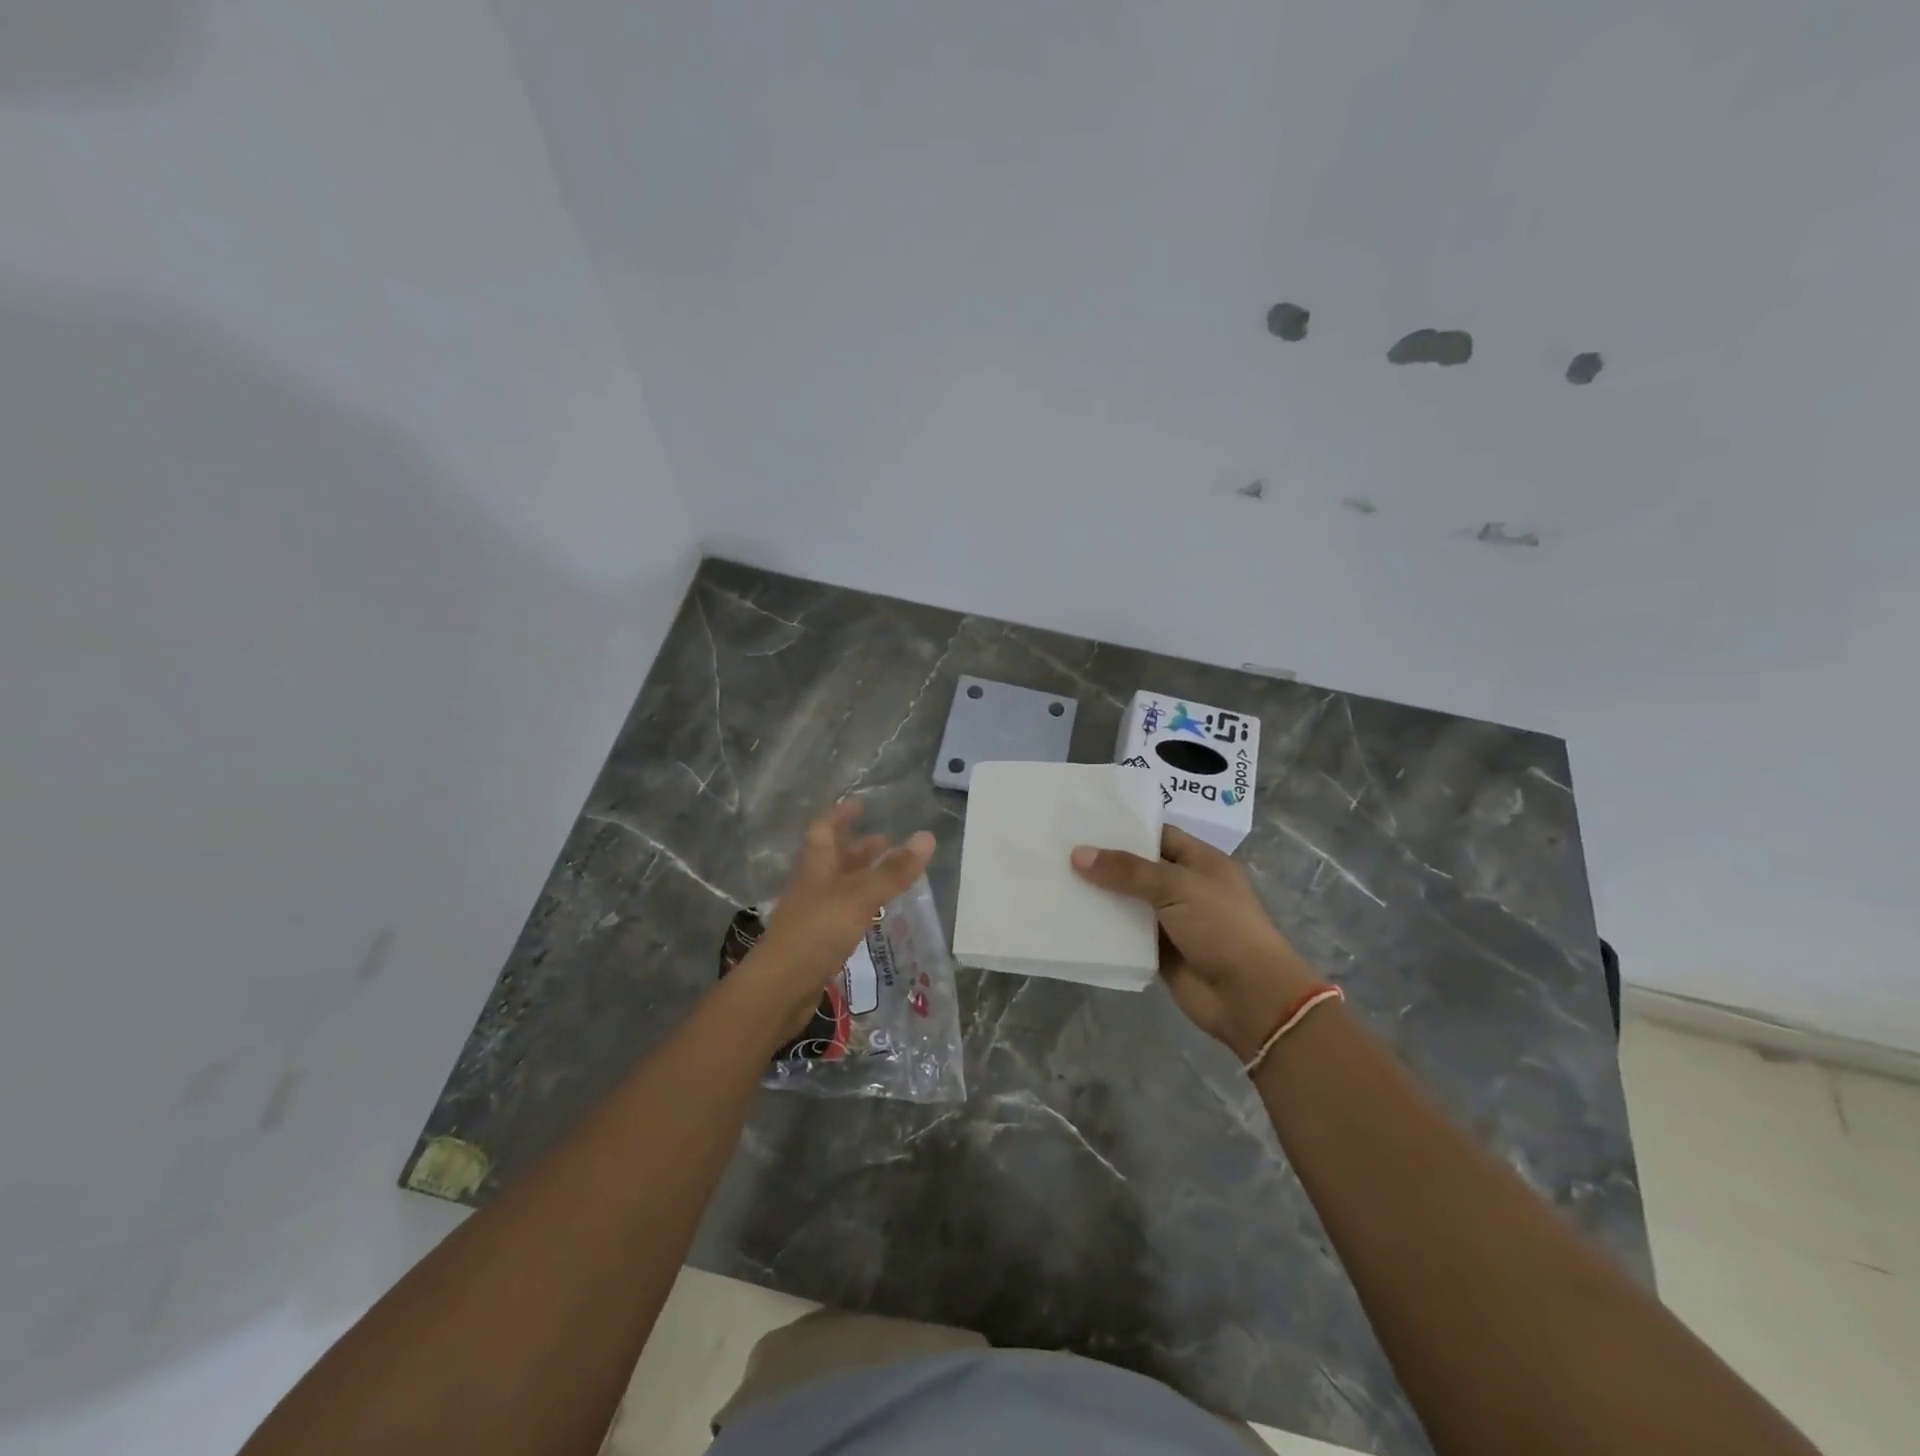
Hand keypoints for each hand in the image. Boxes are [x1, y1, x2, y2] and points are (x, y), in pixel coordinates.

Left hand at [739, 801, 934, 1039]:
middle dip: (858, 848)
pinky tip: (874, 914)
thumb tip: (927, 837)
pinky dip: (859, 906)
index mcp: (816, 865)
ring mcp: (811, 914)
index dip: (841, 815)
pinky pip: (841, 913)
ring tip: (888, 877)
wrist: (780, 988)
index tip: (860, 805)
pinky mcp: (816, 941)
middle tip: (885, 843)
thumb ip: (893, 870)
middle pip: (833, 858)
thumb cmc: (817, 931)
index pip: (825, 829)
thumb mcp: (860, 896)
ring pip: (838, 886)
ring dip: (860, 877)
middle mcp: (811, 885)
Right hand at [1071, 826, 1317, 1059]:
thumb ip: (1127, 870)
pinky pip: (1126, 935)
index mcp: (1201, 862)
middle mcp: (1185, 887)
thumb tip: (1078, 855)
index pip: (1158, 834)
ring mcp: (1172, 921)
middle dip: (1105, 862)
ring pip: (1128, 902)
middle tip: (1059, 847)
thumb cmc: (1222, 927)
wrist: (1249, 997)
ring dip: (1100, 895)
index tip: (1085, 822)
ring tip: (1056, 879)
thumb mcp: (1177, 886)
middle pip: (1138, 868)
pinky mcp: (1159, 952)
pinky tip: (1071, 917)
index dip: (1126, 827)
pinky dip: (1104, 928)